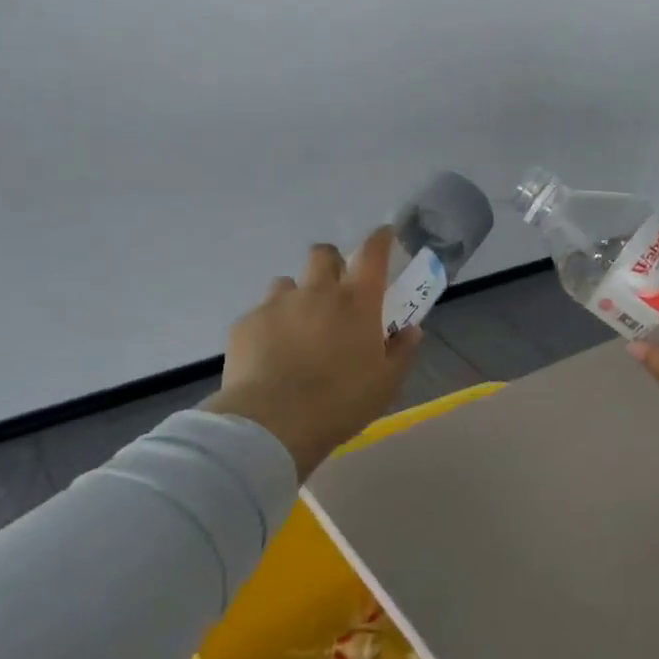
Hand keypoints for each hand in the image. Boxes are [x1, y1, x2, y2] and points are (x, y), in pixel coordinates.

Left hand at [203, 229, 420, 478]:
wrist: (271, 424)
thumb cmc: (340, 402)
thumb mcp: (386, 384)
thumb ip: (402, 351)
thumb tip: (411, 330)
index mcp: (357, 302)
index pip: (372, 253)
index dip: (380, 239)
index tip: (383, 235)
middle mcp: (317, 292)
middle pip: (323, 254)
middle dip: (331, 262)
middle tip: (335, 288)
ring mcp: (278, 304)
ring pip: (288, 282)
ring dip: (297, 295)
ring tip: (298, 325)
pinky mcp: (247, 323)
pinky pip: (261, 313)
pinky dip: (271, 325)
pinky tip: (271, 353)